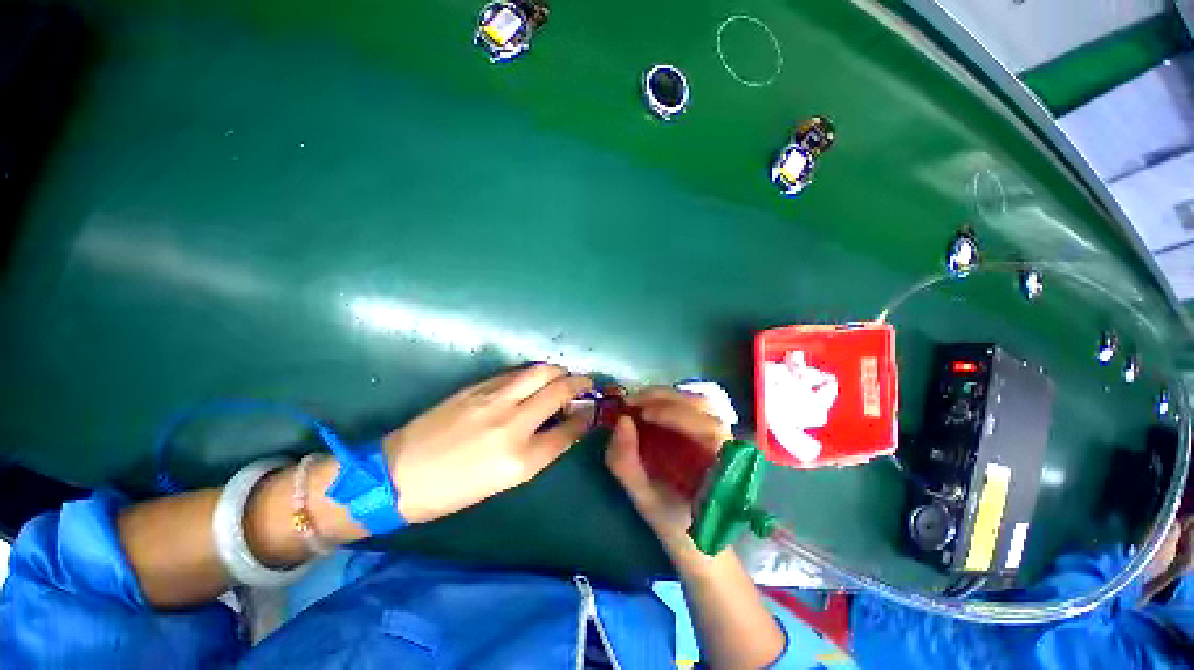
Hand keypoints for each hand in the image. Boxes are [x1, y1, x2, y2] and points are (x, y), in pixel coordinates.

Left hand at [383, 365, 592, 523]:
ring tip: (564, 375)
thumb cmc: (453, 490)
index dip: (586, 417)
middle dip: (580, 384)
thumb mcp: (504, 481)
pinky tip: (535, 378)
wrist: (398, 475)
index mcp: (520, 460)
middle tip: (586, 383)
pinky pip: (516, 373)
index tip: (593, 410)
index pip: (568, 431)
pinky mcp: (478, 387)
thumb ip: (539, 450)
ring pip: (540, 372)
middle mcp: (512, 424)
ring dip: (559, 371)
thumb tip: (562, 426)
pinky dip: (533, 372)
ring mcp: (494, 400)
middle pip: (559, 392)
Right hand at [605, 388, 731, 553]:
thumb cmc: (676, 526)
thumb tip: (621, 421)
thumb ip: (627, 464)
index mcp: (722, 466)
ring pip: (697, 402)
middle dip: (664, 398)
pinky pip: (690, 408)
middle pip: (702, 405)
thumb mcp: (645, 499)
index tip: (643, 414)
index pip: (707, 427)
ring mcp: (719, 435)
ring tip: (637, 403)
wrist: (698, 543)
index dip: (676, 415)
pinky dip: (667, 402)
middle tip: (630, 402)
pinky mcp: (707, 433)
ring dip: (665, 397)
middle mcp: (727, 444)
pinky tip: (647, 408)